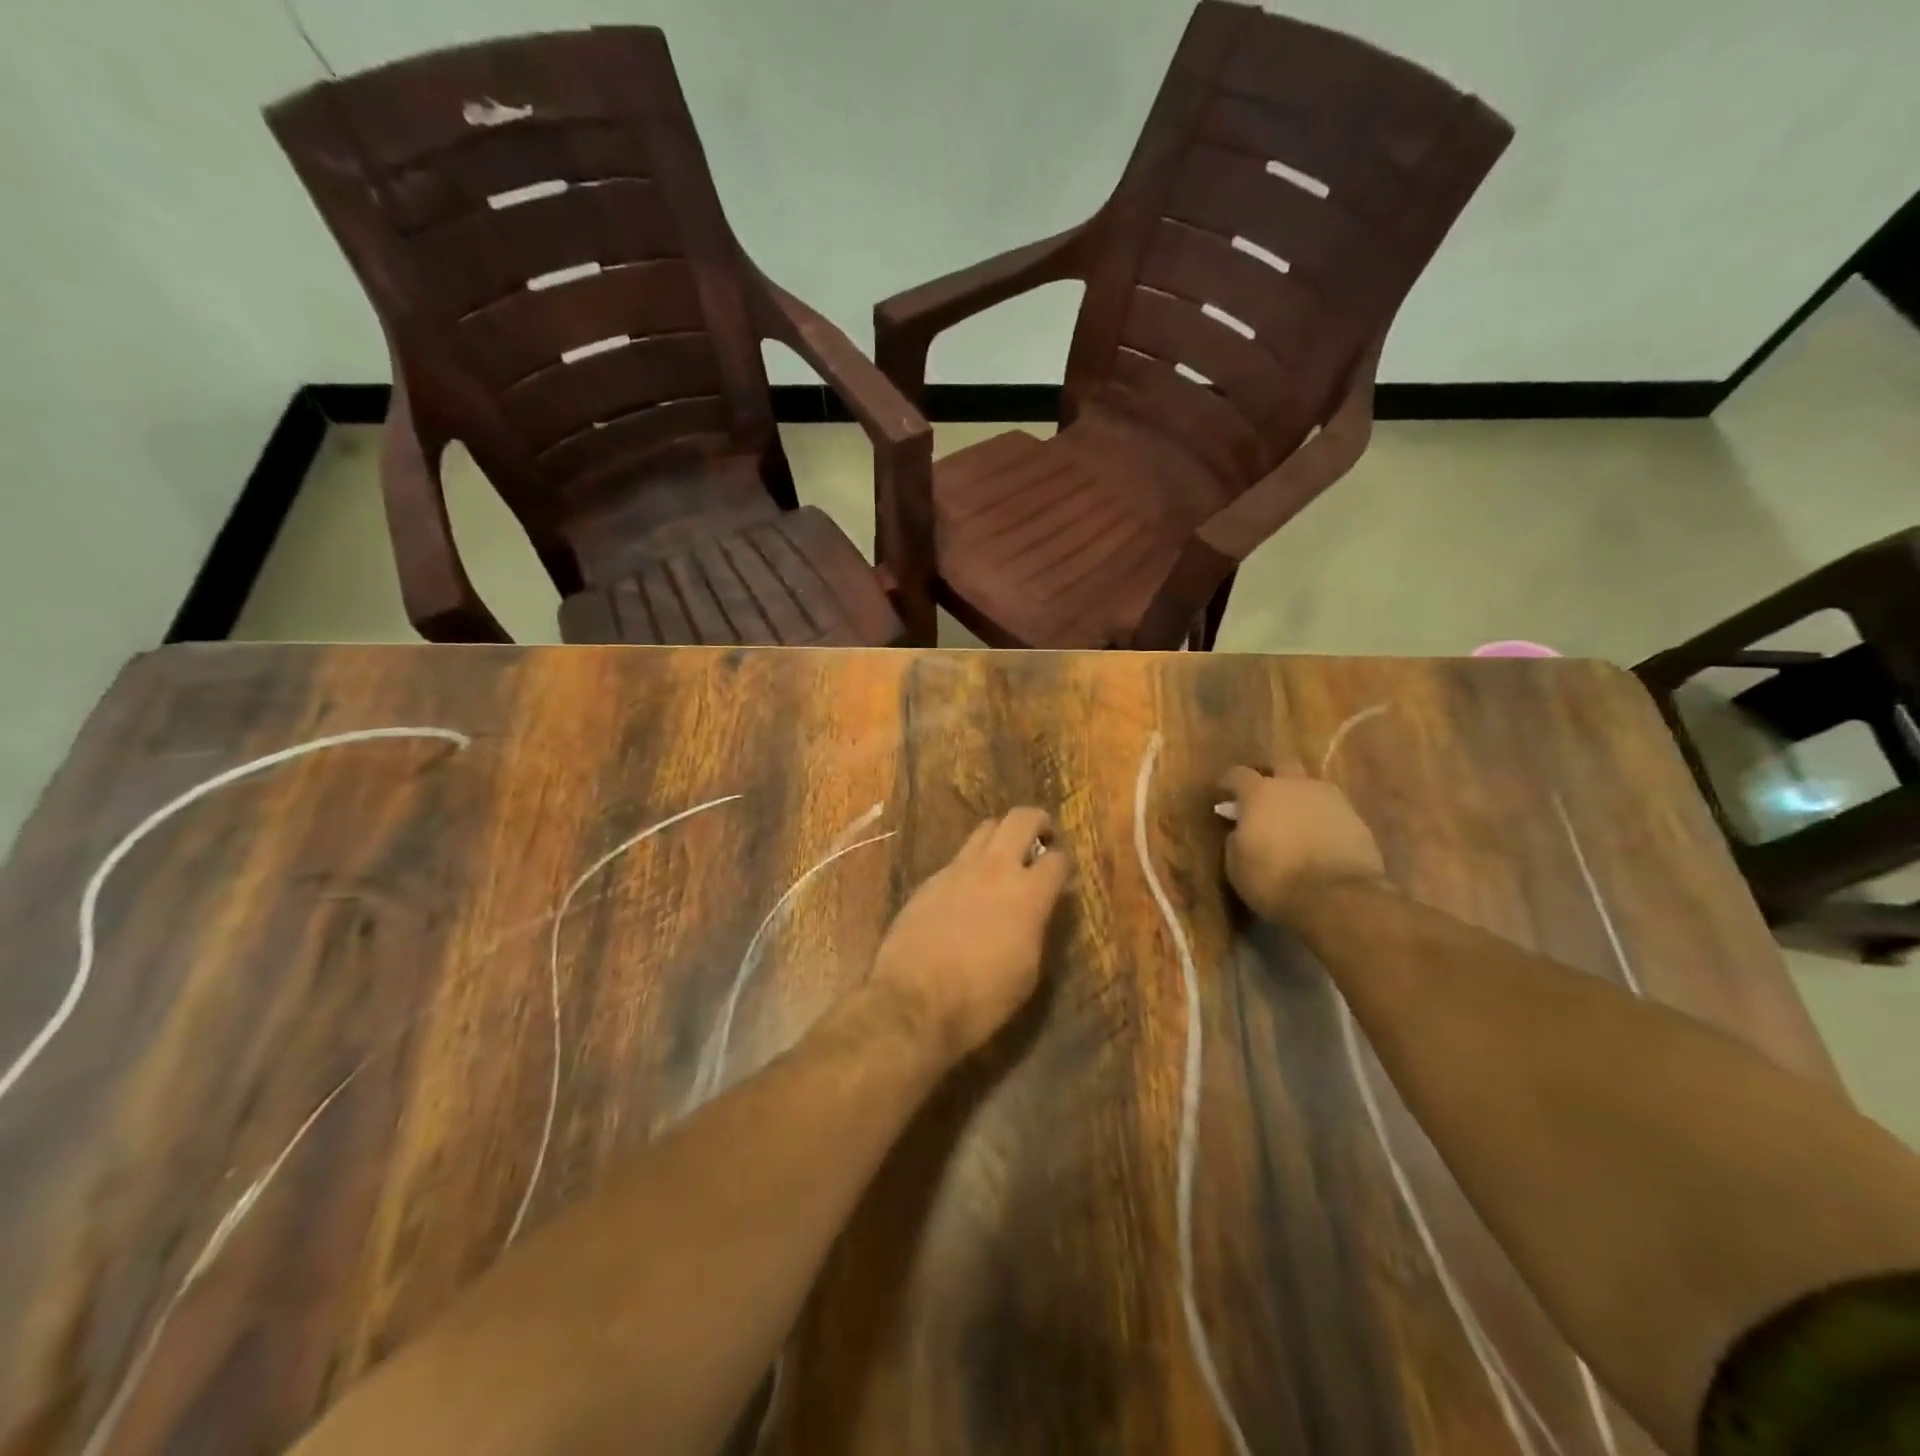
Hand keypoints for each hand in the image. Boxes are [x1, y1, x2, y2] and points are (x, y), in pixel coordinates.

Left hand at [871, 808, 1070, 1061]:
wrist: (913, 1001)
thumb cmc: (981, 998)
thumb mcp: (1027, 971)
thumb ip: (1035, 927)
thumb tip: (1036, 908)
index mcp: (1027, 894)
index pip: (1057, 859)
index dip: (1062, 864)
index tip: (1059, 875)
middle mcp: (994, 870)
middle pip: (1020, 819)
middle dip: (1037, 822)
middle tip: (1040, 840)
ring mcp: (957, 870)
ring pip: (985, 829)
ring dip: (1001, 837)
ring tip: (1003, 861)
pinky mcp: (929, 881)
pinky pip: (957, 859)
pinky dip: (970, 866)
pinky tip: (967, 893)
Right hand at [1217, 762, 1384, 922]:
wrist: (1338, 898)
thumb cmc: (1275, 880)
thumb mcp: (1237, 864)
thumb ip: (1236, 837)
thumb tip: (1241, 829)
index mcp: (1260, 793)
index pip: (1238, 774)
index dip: (1228, 783)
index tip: (1223, 795)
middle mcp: (1296, 786)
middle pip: (1282, 765)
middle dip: (1272, 776)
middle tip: (1265, 798)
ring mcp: (1331, 799)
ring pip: (1311, 787)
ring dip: (1300, 798)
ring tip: (1295, 821)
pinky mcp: (1357, 819)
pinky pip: (1332, 810)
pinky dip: (1322, 819)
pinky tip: (1318, 838)